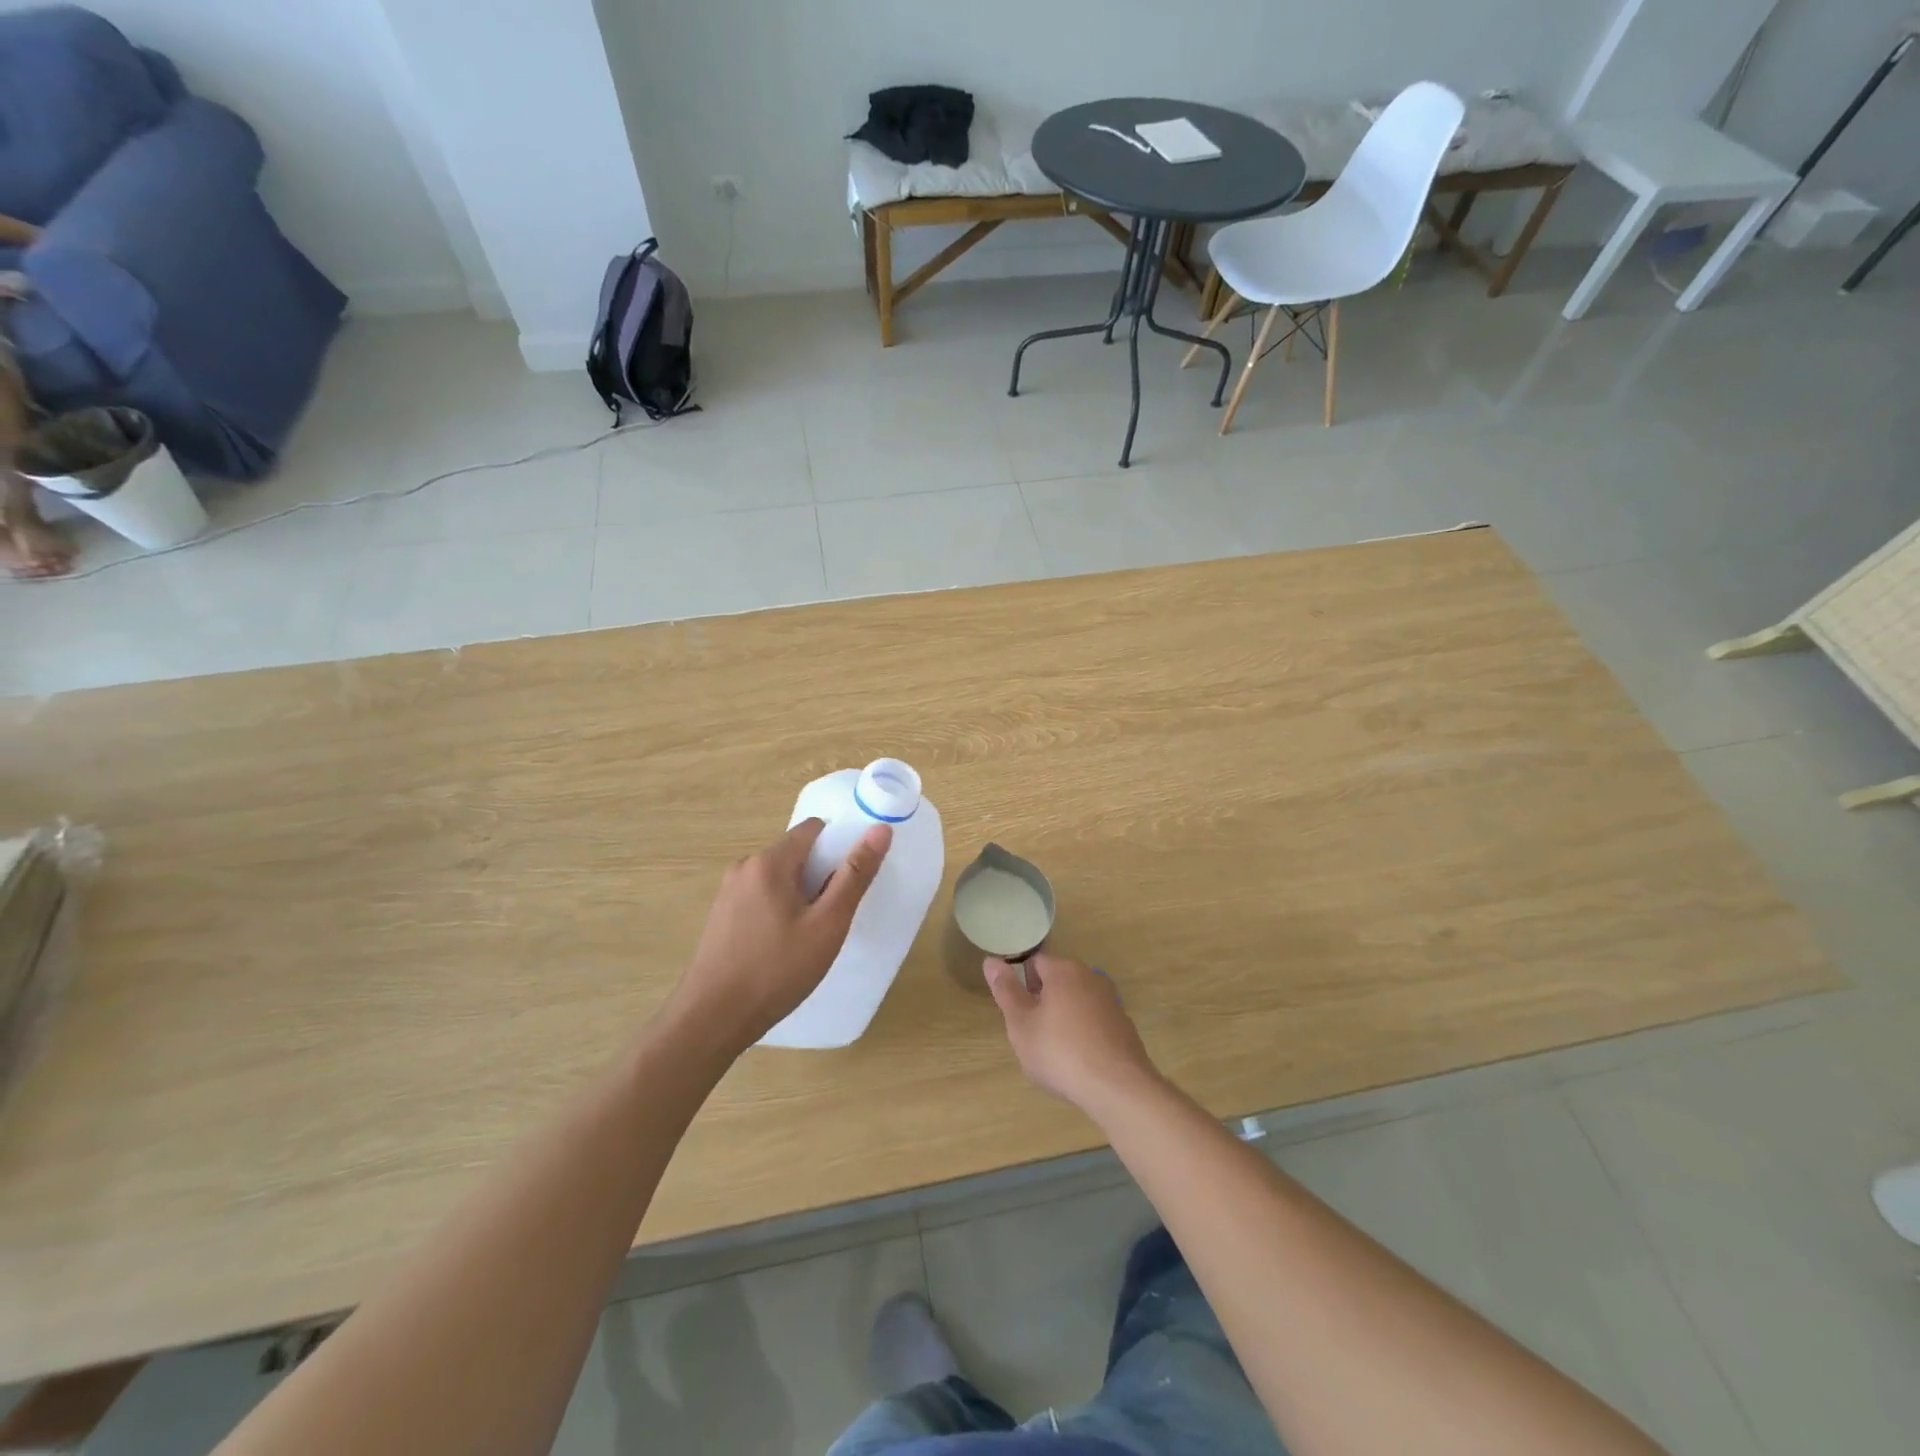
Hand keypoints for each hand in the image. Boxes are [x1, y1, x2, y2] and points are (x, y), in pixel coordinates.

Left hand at [671, 819, 891, 1054]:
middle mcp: (744, 867)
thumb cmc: (777, 970)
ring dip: (800, 896)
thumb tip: (880, 830)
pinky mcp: (721, 916)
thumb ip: (855, 875)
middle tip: (833, 916)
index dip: (839, 847)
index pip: (814, 829)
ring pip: (779, 878)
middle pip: (796, 853)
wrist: (712, 1019)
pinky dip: (779, 910)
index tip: (851, 881)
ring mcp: (728, 892)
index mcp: (769, 861)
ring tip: (810, 936)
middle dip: (820, 876)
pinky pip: (761, 897)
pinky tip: (783, 947)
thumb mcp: (827, 924)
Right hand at [984, 953, 1159, 1113]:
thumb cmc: (1060, 1052)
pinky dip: (1083, 1032)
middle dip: (1042, 1001)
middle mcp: (1091, 977)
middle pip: (1057, 980)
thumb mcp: (1021, 1024)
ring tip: (1054, 1050)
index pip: (1034, 962)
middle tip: (1031, 1032)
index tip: (1016, 1010)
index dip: (1020, 983)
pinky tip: (1079, 1060)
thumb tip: (991, 960)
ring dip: (1063, 1016)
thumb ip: (1006, 990)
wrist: (1118, 1088)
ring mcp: (1111, 1002)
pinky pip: (1094, 1021)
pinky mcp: (1124, 1026)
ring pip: (1076, 1001)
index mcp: (1064, 971)